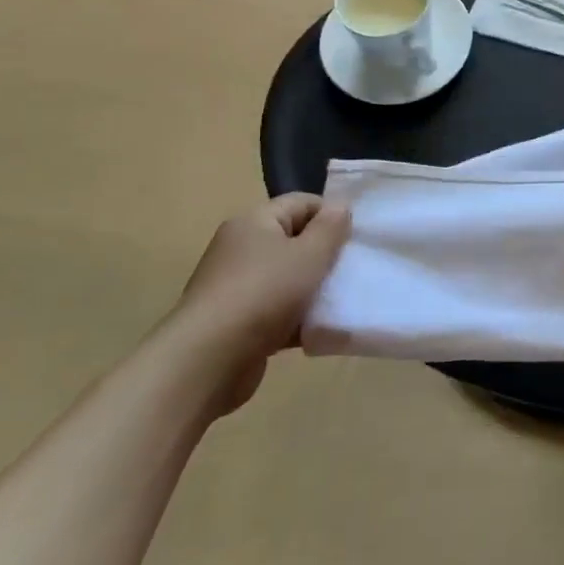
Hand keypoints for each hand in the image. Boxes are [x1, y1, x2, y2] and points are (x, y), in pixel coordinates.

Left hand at [170, 194, 350, 414]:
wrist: (207, 361)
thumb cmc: (264, 293)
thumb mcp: (310, 254)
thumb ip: (331, 227)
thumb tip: (340, 205)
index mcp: (254, 222)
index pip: (301, 203)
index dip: (331, 215)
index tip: (356, 239)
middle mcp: (240, 248)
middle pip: (294, 240)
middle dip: (324, 255)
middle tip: (351, 270)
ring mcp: (235, 286)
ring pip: (287, 278)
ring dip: (312, 290)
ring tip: (340, 302)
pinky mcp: (235, 322)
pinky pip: (275, 310)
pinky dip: (296, 318)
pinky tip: (319, 330)